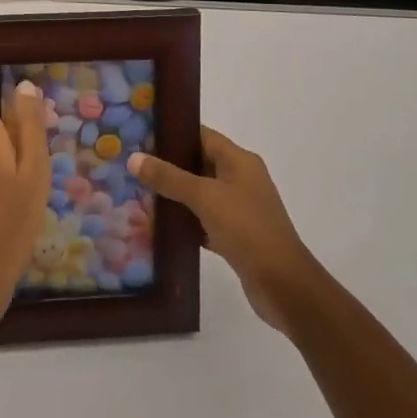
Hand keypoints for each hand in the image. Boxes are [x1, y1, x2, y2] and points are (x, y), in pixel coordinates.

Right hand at [129, 126, 317, 332]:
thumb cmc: (247, 228)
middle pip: (199, 163)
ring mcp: (239, 208)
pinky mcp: (236, 236)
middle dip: (168, 165)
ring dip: (175, 195)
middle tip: (133, 166)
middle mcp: (241, 179)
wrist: (283, 285)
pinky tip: (160, 227)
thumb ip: (169, 177)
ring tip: (138, 193)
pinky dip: (186, 222)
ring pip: (200, 194)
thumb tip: (134, 157)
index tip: (142, 135)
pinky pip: (204, 220)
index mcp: (239, 160)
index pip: (202, 135)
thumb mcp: (205, 197)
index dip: (174, 133)